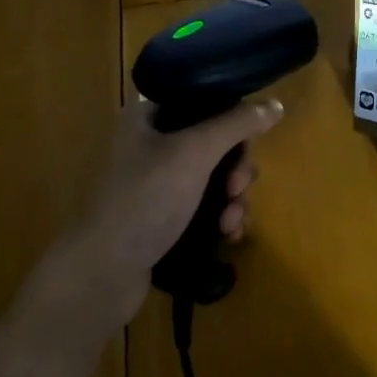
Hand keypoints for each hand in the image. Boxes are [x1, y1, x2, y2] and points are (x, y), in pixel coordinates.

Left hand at [25, 96, 283, 342]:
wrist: (101, 273)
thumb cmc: (145, 199)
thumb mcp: (194, 152)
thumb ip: (236, 124)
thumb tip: (275, 103)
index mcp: (147, 117)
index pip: (202, 102)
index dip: (231, 120)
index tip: (246, 146)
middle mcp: (149, 145)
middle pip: (213, 144)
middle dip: (236, 169)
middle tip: (238, 189)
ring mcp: (154, 185)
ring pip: (212, 179)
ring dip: (232, 199)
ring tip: (231, 223)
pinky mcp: (160, 219)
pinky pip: (202, 208)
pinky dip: (220, 218)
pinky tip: (228, 236)